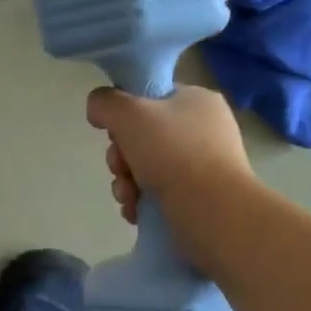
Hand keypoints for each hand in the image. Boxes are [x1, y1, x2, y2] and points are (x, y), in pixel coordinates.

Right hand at [86, 85, 252, 226]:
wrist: (213, 212)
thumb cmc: (173, 153)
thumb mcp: (128, 113)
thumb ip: (104, 102)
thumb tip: (97, 109)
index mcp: (197, 100)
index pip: (150, 98)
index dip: (125, 114)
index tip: (115, 132)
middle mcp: (204, 130)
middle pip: (143, 135)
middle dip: (121, 156)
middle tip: (120, 168)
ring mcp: (204, 166)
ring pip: (147, 166)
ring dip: (126, 181)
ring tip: (127, 196)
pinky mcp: (200, 198)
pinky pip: (159, 192)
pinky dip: (141, 201)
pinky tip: (135, 210)